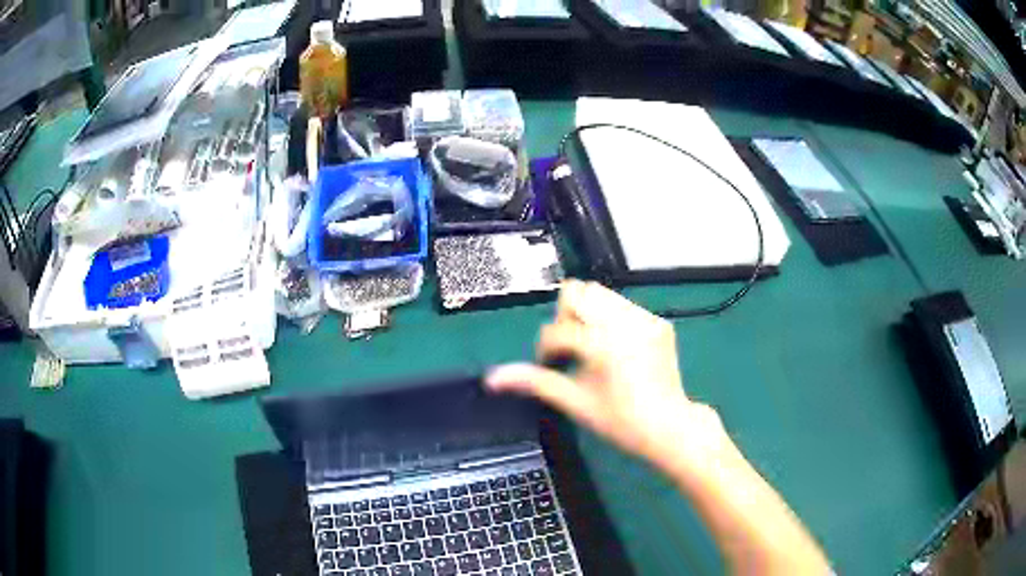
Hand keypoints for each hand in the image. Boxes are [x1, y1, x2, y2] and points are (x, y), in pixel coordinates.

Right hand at [486, 280, 723, 467]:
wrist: (669, 426)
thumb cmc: (620, 422)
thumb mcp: (574, 402)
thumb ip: (534, 382)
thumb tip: (492, 378)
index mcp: (602, 344)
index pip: (556, 330)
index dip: (545, 349)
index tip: (553, 367)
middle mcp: (624, 323)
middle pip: (577, 293)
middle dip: (565, 317)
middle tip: (571, 348)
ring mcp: (645, 319)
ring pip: (601, 294)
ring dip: (586, 314)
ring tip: (591, 346)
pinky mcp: (658, 322)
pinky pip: (624, 306)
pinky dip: (610, 319)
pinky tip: (615, 348)